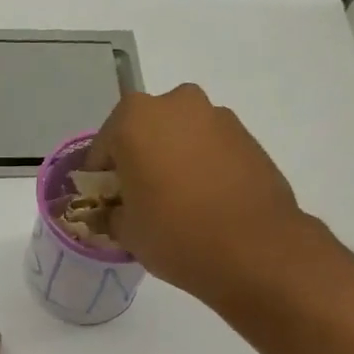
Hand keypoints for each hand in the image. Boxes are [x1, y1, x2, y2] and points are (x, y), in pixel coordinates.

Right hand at [85, 84, 315, 302]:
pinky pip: (208, 149)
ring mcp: (216, 116)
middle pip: (143, 133)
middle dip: (137, 162)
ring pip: (179, 137)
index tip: (105, 205)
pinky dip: (200, 167)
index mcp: (134, 120)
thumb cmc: (175, 235)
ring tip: (175, 204)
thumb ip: (112, 215)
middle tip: (139, 201)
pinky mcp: (246, 136)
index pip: (102, 148)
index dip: (100, 180)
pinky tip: (204, 202)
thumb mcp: (127, 233)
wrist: (254, 249)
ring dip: (171, 162)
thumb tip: (115, 212)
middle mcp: (175, 104)